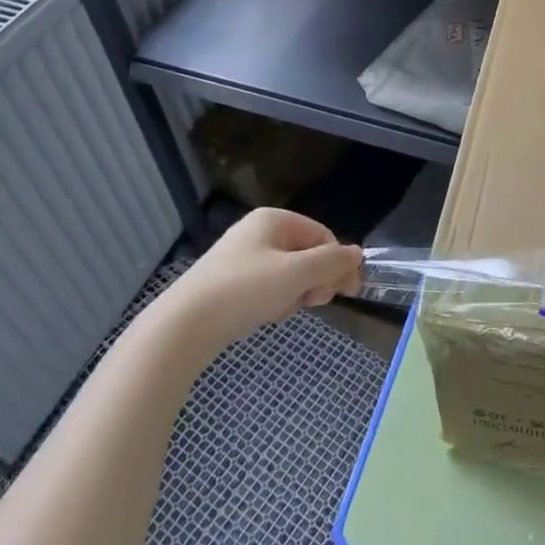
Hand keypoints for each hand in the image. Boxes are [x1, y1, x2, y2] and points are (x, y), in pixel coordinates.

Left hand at [163, 208, 361, 351]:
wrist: (186, 324)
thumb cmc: (246, 290)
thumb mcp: (297, 273)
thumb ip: (332, 261)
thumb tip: (358, 254)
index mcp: (275, 220)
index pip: (323, 235)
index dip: (337, 263)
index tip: (344, 292)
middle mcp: (259, 231)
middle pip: (307, 253)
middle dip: (315, 280)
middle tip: (312, 302)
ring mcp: (243, 256)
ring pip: (290, 273)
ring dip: (295, 293)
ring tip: (279, 309)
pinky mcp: (231, 280)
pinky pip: (269, 286)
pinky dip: (274, 300)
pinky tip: (264, 314)